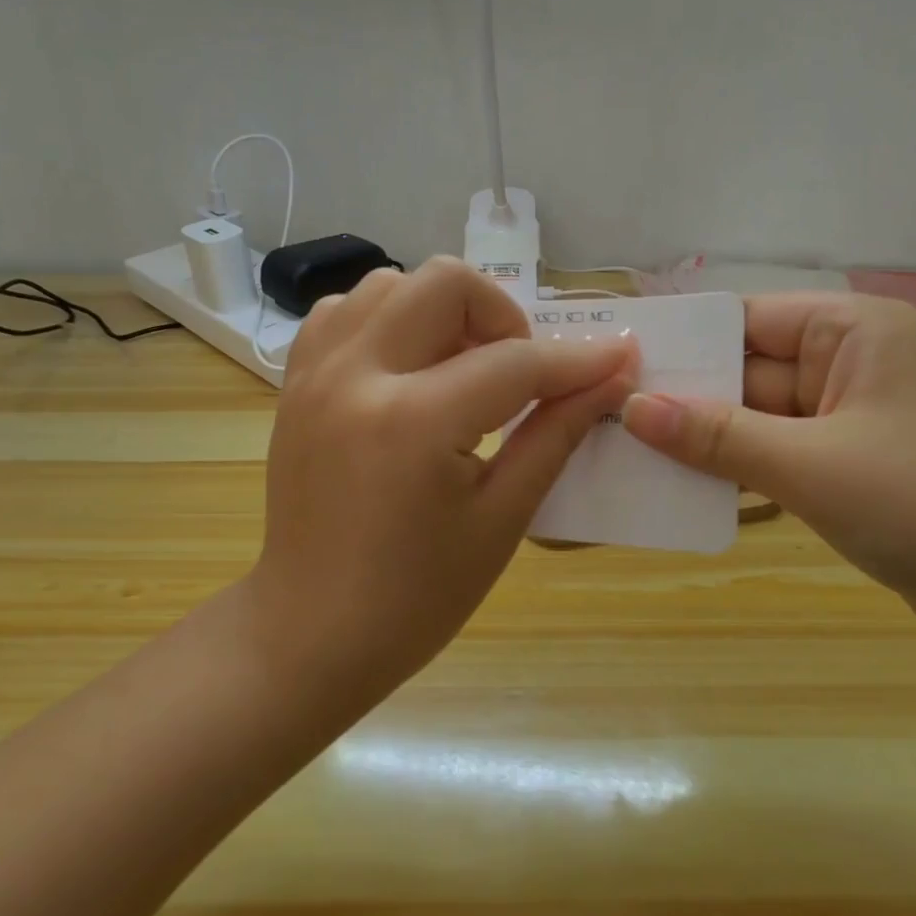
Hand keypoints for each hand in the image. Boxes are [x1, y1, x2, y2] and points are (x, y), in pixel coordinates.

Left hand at [244, 258, 637, 705]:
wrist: (311, 632)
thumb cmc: (416, 597)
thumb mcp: (502, 519)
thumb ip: (557, 434)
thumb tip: (612, 378)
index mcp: (412, 423)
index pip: (515, 362)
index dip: (578, 360)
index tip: (620, 357)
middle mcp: (356, 377)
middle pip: (445, 283)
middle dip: (502, 315)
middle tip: (519, 371)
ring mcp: (315, 374)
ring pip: (390, 283)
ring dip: (443, 312)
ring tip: (462, 371)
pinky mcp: (296, 383)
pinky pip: (345, 312)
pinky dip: (389, 322)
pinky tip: (410, 371)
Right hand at [623, 294, 915, 647]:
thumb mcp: (812, 466)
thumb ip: (718, 435)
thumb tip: (632, 408)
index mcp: (853, 330)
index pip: (745, 319)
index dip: (680, 343)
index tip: (614, 367)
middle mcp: (854, 361)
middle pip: (750, 370)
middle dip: (686, 398)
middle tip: (605, 420)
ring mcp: (858, 416)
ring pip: (763, 417)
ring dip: (709, 439)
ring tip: (629, 455)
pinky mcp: (859, 465)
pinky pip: (784, 454)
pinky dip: (743, 469)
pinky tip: (685, 487)